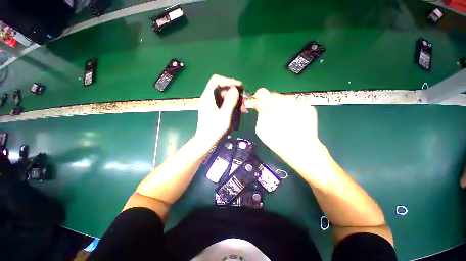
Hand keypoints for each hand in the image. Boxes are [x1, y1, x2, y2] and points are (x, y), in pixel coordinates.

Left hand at [195, 74, 243, 148]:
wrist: (205, 142)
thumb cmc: (214, 130)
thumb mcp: (224, 115)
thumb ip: (230, 101)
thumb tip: (235, 89)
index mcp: (207, 97)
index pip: (216, 80)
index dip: (228, 81)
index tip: (239, 86)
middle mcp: (208, 98)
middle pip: (221, 88)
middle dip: (234, 92)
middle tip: (244, 100)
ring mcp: (210, 104)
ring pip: (223, 96)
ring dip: (234, 100)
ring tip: (244, 108)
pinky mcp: (213, 110)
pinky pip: (223, 103)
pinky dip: (231, 105)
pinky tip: (239, 111)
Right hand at [251, 88, 325, 171]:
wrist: (300, 149)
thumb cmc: (277, 141)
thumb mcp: (261, 129)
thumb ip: (260, 114)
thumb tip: (260, 105)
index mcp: (270, 106)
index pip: (262, 93)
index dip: (260, 97)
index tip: (260, 103)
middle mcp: (284, 100)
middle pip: (275, 96)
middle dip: (272, 104)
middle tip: (274, 115)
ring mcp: (297, 102)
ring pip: (286, 100)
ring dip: (283, 107)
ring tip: (286, 120)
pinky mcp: (308, 106)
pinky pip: (296, 105)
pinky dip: (293, 110)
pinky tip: (295, 121)